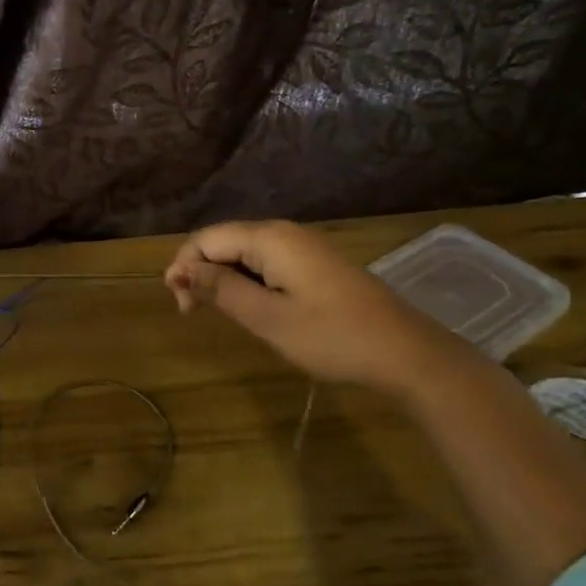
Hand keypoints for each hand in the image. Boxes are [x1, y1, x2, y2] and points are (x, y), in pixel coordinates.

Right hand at [164, 220, 479, 393]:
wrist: (405, 353)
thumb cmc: (331, 336)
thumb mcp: (268, 318)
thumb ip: (221, 289)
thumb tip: (181, 269)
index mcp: (269, 238)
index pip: (207, 239)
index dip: (184, 266)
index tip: (181, 306)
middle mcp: (283, 232)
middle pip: (224, 241)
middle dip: (200, 271)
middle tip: (193, 313)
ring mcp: (302, 247)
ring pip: (244, 253)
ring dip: (223, 278)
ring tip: (217, 313)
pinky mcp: (315, 264)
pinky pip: (266, 262)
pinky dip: (247, 281)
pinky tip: (250, 307)